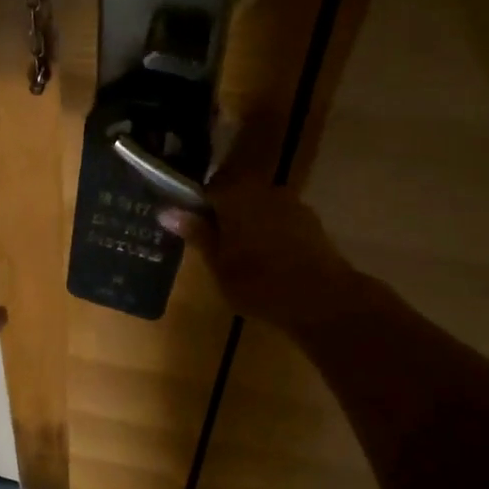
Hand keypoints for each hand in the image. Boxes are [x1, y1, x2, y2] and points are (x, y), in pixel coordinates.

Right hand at [161, 174, 393, 335]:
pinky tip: (271, 261)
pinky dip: (272, 234)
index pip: (208, 188)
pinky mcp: (312, 222)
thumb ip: (196, 232)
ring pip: (259, 208)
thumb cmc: (258, 281)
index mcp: (235, 193)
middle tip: (217, 247)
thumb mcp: (217, 263)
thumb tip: (166, 211)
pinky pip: (280, 221)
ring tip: (245, 257)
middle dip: (226, 216)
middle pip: (236, 195)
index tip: (194, 230)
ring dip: (250, 225)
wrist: (322, 299)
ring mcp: (291, 203)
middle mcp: (263, 189)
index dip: (198, 208)